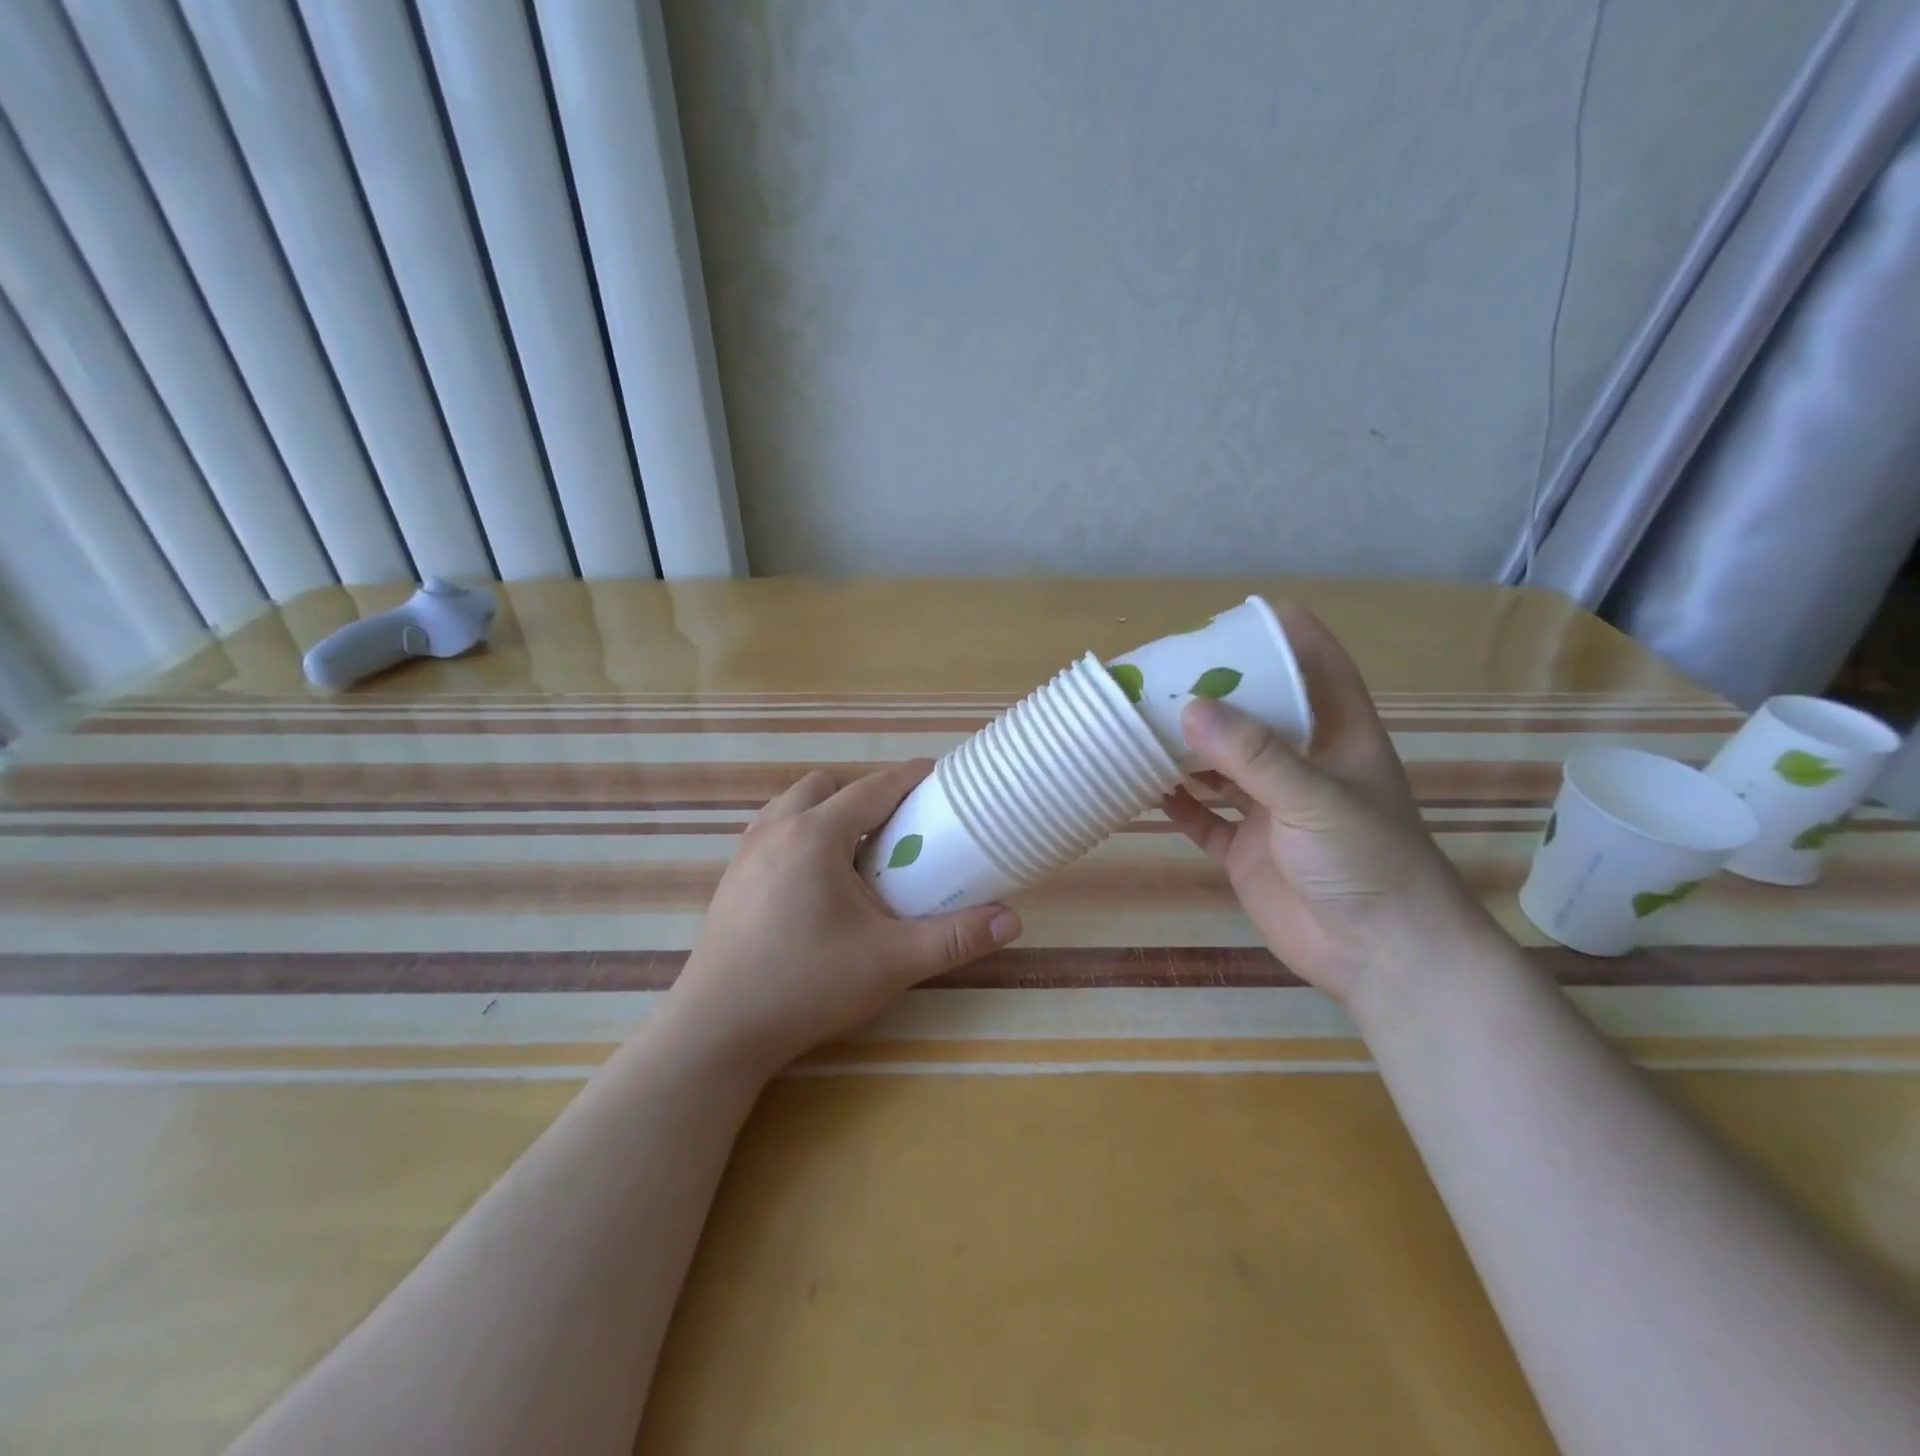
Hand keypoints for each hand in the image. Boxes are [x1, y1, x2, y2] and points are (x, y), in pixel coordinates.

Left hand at [663, 761, 1021, 1075]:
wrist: (717, 1030)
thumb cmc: (807, 985)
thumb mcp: (891, 962)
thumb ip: (953, 938)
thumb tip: (1012, 921)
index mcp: (817, 834)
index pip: (874, 787)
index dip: (911, 777)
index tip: (940, 777)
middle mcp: (777, 829)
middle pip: (827, 785)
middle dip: (864, 794)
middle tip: (896, 828)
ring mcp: (746, 852)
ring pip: (792, 804)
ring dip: (827, 810)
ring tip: (855, 852)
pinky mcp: (731, 878)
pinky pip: (772, 830)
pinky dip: (800, 833)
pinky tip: (815, 881)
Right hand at [1162, 606, 1499, 1006]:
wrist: (1381, 957)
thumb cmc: (1367, 862)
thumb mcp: (1315, 798)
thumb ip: (1253, 754)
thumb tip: (1189, 707)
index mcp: (1338, 737)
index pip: (1318, 668)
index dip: (1286, 636)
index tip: (1239, 614)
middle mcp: (1303, 766)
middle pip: (1257, 715)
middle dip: (1216, 693)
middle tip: (1163, 670)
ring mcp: (1271, 810)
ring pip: (1221, 766)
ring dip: (1187, 748)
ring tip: (1141, 721)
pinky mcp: (1247, 850)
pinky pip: (1204, 819)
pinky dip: (1177, 804)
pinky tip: (1144, 786)